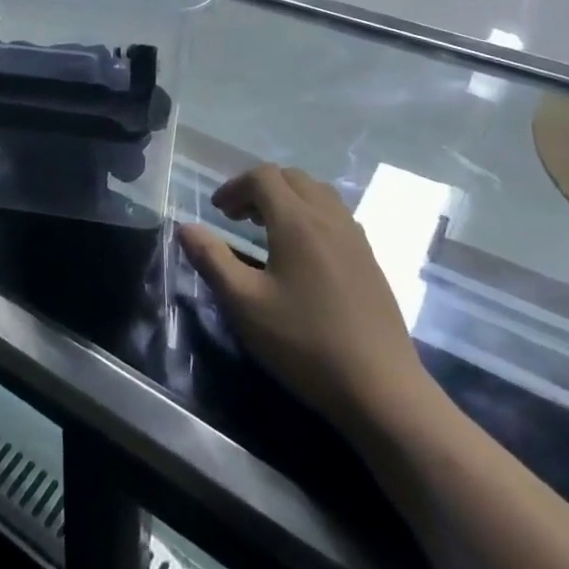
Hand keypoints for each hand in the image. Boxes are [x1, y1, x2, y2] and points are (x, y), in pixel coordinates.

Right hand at [179, 165, 439, 433]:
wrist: (383, 391)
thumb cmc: (305, 343)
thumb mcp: (244, 304)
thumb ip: (212, 259)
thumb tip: (185, 227)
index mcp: (297, 221)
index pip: (263, 177)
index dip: (234, 187)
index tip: (218, 211)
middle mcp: (329, 217)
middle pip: (292, 178)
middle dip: (260, 188)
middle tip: (239, 218)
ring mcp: (355, 238)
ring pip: (318, 194)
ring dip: (288, 199)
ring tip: (268, 230)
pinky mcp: (370, 261)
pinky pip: (336, 216)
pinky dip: (311, 216)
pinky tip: (303, 254)